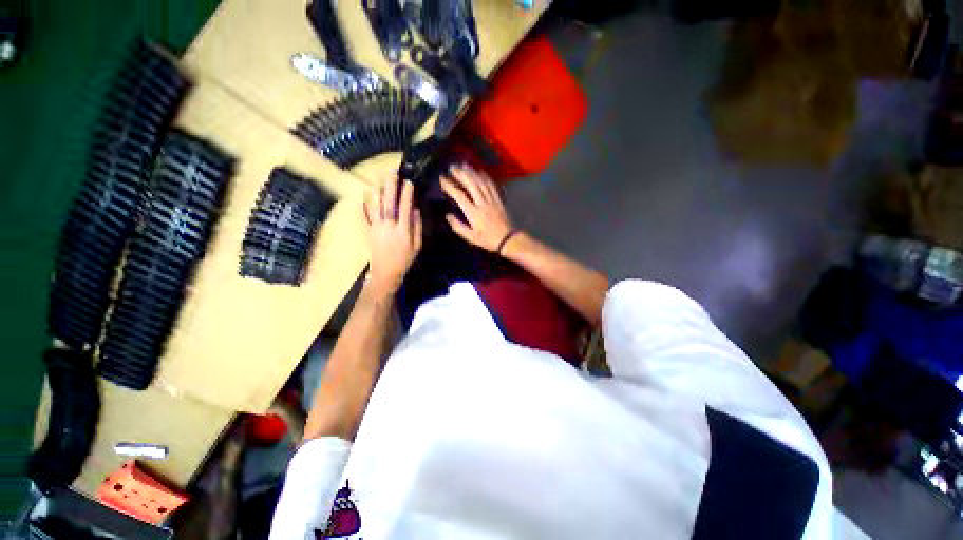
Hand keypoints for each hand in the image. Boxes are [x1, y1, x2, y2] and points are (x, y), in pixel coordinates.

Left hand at [363, 176, 421, 294]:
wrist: (385, 272)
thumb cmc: (404, 259)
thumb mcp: (417, 246)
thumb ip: (417, 227)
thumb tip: (416, 210)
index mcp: (403, 230)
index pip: (405, 208)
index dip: (407, 194)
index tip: (409, 182)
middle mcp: (389, 226)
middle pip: (389, 202)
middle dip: (391, 186)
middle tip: (393, 173)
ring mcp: (376, 227)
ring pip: (375, 206)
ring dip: (378, 190)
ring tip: (380, 178)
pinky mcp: (368, 230)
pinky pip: (365, 214)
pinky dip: (365, 203)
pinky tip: (366, 193)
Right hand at [441, 164, 513, 252]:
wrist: (508, 239)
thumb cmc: (487, 240)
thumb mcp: (471, 237)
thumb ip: (458, 226)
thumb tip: (448, 215)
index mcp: (473, 213)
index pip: (459, 196)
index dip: (450, 186)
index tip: (442, 178)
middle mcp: (482, 203)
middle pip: (471, 184)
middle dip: (461, 174)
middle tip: (452, 167)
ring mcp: (492, 200)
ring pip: (481, 183)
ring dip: (472, 172)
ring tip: (463, 165)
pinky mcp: (499, 200)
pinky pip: (492, 186)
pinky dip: (485, 177)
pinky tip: (480, 172)